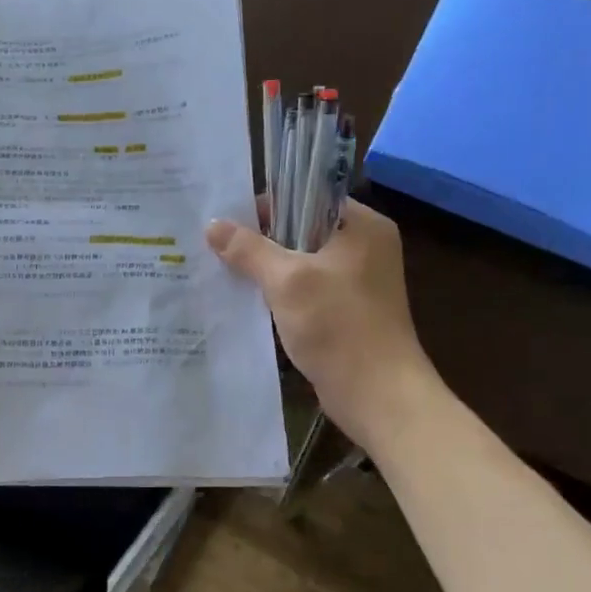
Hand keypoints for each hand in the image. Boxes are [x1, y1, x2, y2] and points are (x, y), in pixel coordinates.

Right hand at [206, 199, 439, 448]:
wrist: (378, 395)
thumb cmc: (338, 326)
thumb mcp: (286, 281)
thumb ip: (249, 249)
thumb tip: (213, 225)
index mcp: (363, 226)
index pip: (307, 196)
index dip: (266, 205)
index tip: (226, 220)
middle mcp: (364, 247)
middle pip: (301, 229)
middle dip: (260, 240)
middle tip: (216, 246)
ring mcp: (356, 281)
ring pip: (300, 262)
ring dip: (267, 269)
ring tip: (223, 270)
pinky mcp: (346, 311)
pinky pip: (305, 290)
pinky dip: (279, 294)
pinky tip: (246, 300)